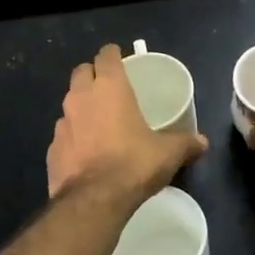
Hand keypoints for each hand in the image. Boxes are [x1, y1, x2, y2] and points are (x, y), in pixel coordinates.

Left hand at [48, 44, 207, 199]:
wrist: (93, 200)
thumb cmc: (133, 164)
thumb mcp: (168, 153)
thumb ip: (185, 143)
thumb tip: (202, 142)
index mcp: (109, 88)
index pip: (106, 56)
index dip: (112, 54)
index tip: (119, 57)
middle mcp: (81, 97)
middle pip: (82, 72)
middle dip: (93, 74)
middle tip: (108, 86)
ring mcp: (62, 123)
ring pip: (70, 103)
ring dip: (82, 106)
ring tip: (98, 120)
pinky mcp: (52, 148)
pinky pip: (63, 133)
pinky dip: (73, 136)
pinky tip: (85, 150)